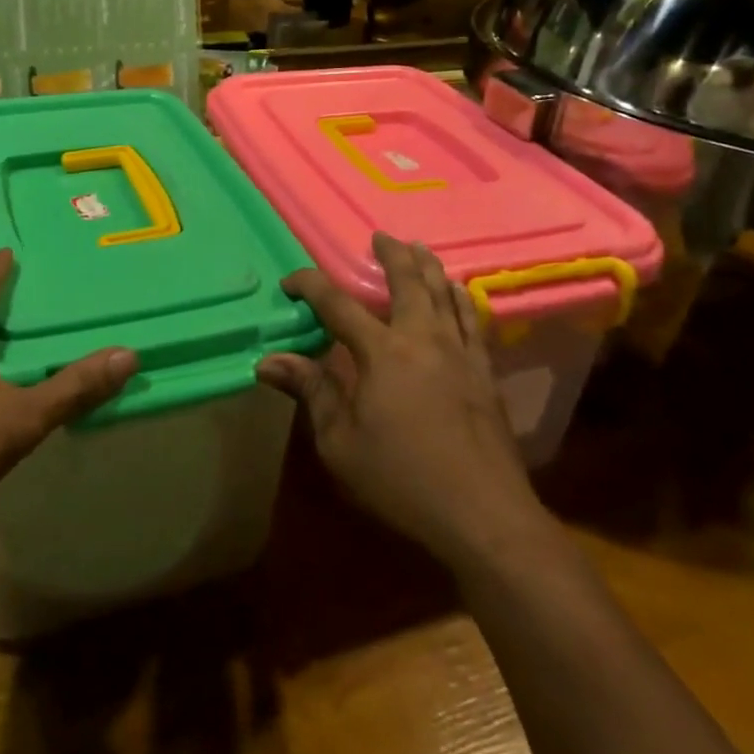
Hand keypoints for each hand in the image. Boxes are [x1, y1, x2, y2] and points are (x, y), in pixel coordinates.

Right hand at [257, 233, 544, 569]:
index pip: (337, 305)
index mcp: (382, 353)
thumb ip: (311, 393)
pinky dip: (462, 299)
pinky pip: (473, 321)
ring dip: (428, 266)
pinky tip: (460, 292)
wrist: (484, 516)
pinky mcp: (484, 373)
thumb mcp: (341, 444)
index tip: (291, 281)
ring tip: (419, 248)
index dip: (311, 286)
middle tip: (379, 237)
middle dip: (391, 255)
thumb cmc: (402, 481)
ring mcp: (459, 353)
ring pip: (443, 294)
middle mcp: (422, 339)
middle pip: (406, 282)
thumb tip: (268, 360)